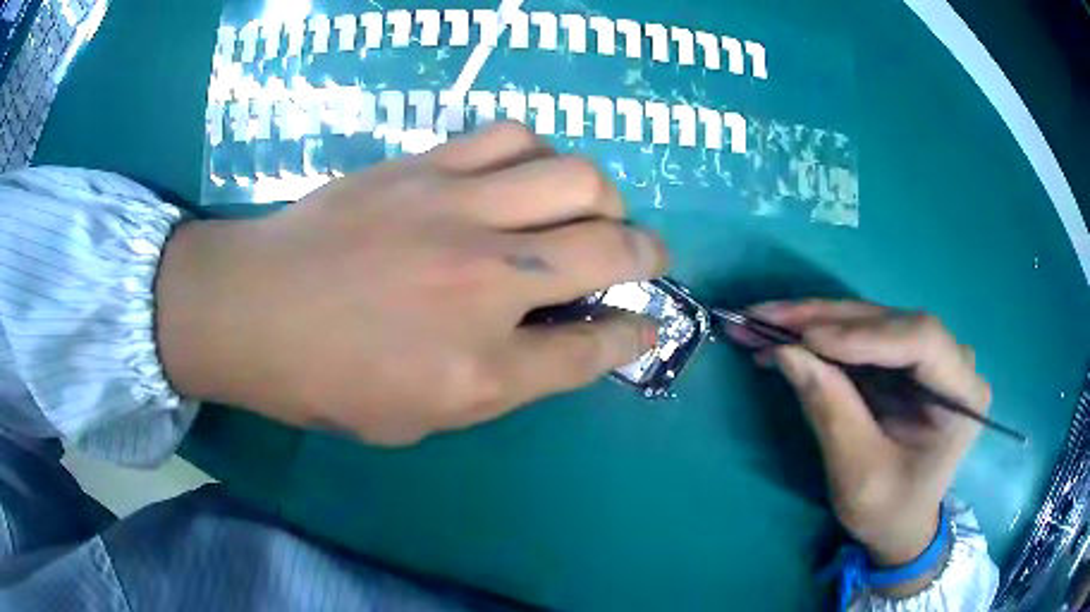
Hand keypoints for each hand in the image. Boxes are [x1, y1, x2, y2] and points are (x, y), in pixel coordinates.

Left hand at [155, 123, 665, 444]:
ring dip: (600, 196)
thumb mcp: (420, 416)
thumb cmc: (326, 381)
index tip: (650, 324)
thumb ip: (503, 382)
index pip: (594, 349)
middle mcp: (486, 282)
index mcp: (481, 369)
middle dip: (648, 253)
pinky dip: (538, 154)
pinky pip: (512, 136)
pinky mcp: (424, 165)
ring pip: (575, 175)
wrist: (250, 309)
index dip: (634, 335)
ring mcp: (456, 210)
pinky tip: (525, 174)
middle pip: (610, 248)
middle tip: (644, 255)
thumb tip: (563, 339)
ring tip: (586, 210)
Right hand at [741, 301, 989, 573]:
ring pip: (869, 321)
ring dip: (813, 322)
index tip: (807, 341)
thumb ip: (832, 413)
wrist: (901, 526)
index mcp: (963, 393)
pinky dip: (819, 337)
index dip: (865, 335)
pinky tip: (783, 339)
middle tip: (764, 317)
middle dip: (824, 320)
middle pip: (890, 322)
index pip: (921, 340)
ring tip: (760, 322)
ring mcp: (928, 356)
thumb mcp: (860, 476)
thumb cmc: (890, 512)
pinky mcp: (903, 360)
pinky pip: (860, 337)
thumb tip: (787, 352)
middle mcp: (952, 361)